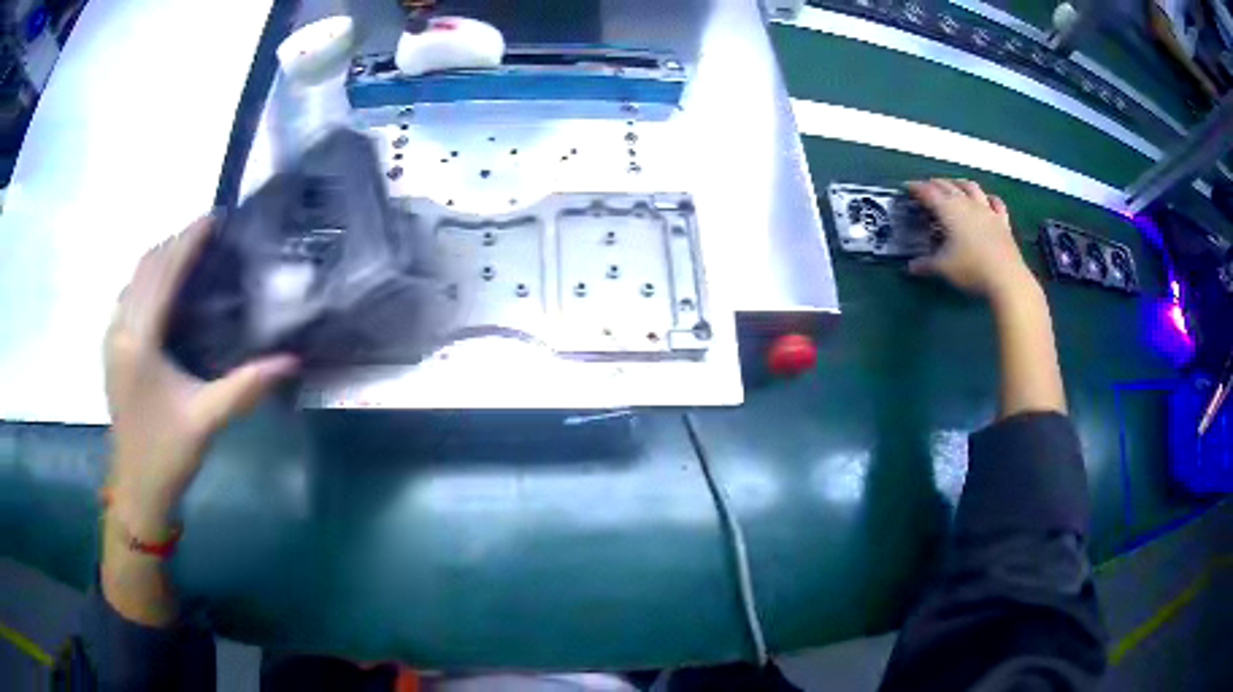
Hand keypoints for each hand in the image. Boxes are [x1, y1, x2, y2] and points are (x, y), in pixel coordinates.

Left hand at [104, 216, 296, 536]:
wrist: (136, 489)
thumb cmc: (167, 454)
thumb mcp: (207, 419)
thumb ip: (246, 386)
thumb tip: (291, 360)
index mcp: (140, 342)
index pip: (164, 274)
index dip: (188, 242)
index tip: (214, 219)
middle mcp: (121, 330)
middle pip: (146, 267)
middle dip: (175, 243)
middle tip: (207, 234)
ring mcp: (112, 339)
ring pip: (134, 279)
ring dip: (160, 259)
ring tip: (189, 252)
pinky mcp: (111, 349)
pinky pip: (127, 296)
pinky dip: (147, 279)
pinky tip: (163, 288)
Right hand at [905, 179, 1036, 299]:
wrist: (1006, 277)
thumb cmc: (971, 268)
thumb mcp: (943, 268)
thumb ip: (926, 265)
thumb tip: (911, 267)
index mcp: (949, 210)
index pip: (928, 192)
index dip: (916, 188)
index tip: (907, 187)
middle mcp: (967, 203)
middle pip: (948, 186)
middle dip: (935, 184)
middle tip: (927, 187)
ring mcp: (987, 210)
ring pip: (971, 188)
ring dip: (960, 183)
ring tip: (954, 185)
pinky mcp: (1002, 221)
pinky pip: (996, 203)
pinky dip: (988, 198)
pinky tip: (987, 200)